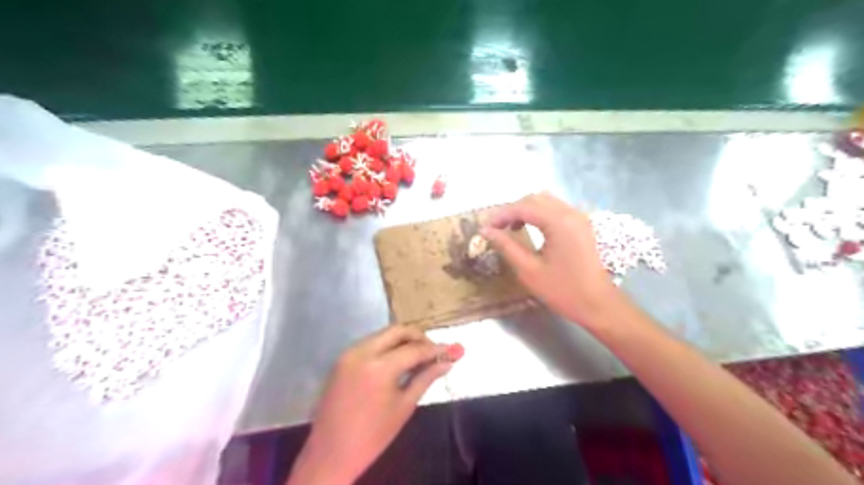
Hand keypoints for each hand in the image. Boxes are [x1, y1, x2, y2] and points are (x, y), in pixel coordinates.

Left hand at [288, 326, 453, 484]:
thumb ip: (426, 378)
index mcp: (379, 367)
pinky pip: (370, 344)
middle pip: (397, 331)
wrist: (330, 453)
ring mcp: (349, 353)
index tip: (451, 349)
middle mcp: (362, 352)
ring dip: (402, 340)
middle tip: (433, 349)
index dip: (435, 348)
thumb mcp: (404, 406)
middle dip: (418, 337)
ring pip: (383, 335)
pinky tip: (397, 360)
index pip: (414, 349)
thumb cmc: (372, 436)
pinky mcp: (342, 359)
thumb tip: (447, 362)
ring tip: (417, 356)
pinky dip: (387, 346)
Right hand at [485, 193, 621, 329]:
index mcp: (558, 222)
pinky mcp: (582, 225)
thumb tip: (486, 231)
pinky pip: (557, 209)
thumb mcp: (529, 270)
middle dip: (512, 209)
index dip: (501, 215)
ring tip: (511, 227)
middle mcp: (570, 213)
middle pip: (535, 199)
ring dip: (526, 210)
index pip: (523, 207)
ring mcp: (579, 217)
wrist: (598, 304)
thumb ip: (506, 246)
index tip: (485, 228)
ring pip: (546, 201)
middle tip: (497, 227)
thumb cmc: (562, 290)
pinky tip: (531, 229)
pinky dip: (540, 214)